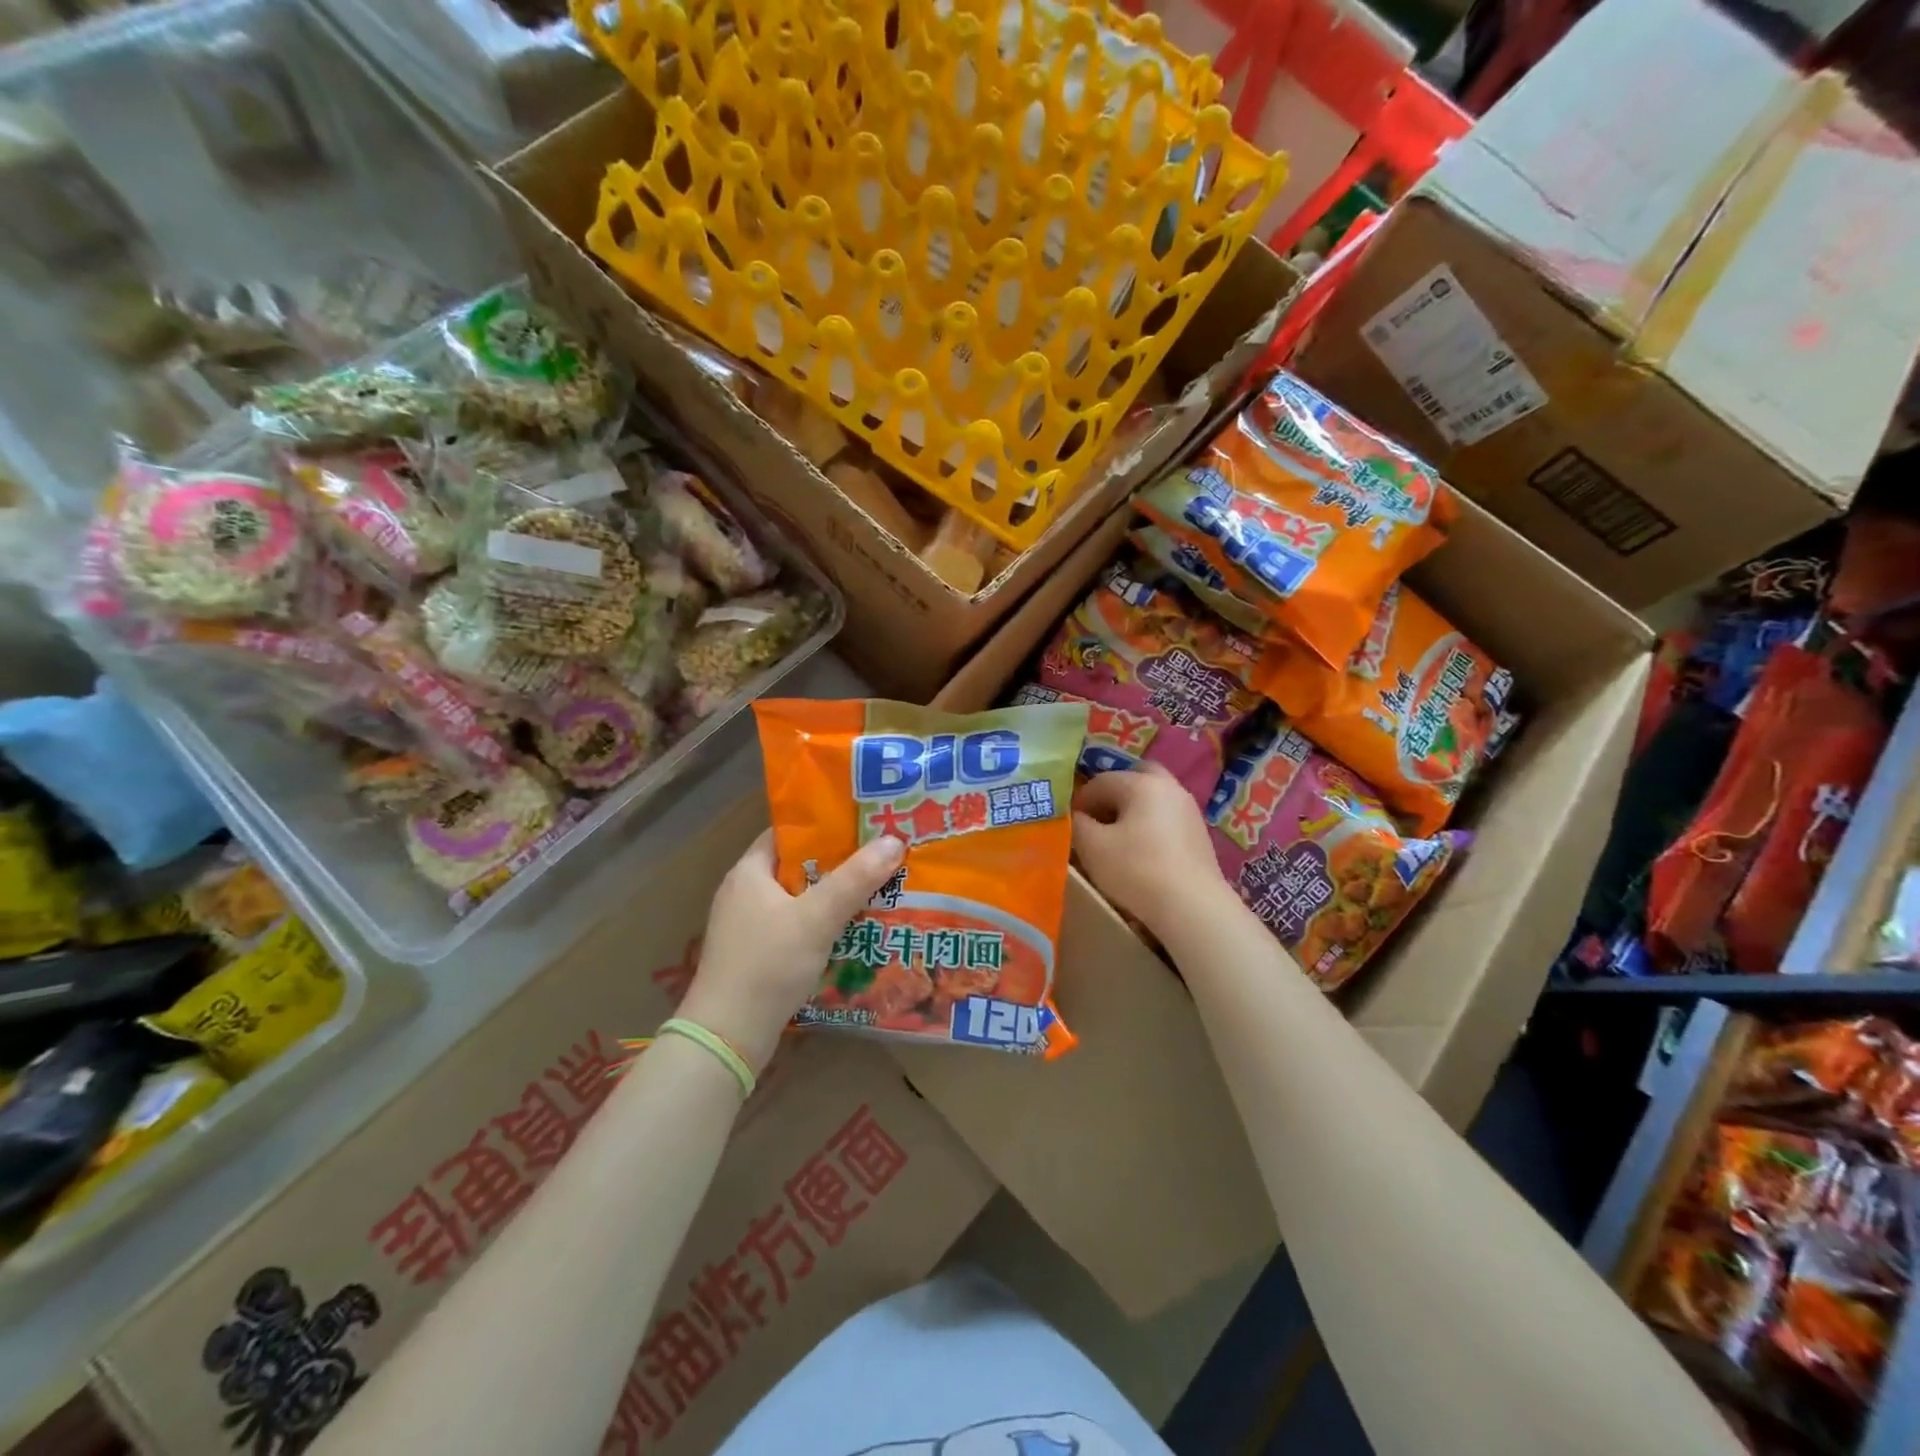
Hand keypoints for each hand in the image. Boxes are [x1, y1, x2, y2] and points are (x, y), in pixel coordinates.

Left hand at [679, 829, 906, 1071]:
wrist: (728, 1037)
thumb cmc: (768, 964)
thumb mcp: (817, 917)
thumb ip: (856, 879)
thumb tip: (894, 840)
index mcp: (749, 872)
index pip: (788, 834)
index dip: (824, 827)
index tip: (862, 826)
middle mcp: (744, 893)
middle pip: (797, 867)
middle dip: (837, 864)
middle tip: (879, 859)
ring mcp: (747, 927)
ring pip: (798, 900)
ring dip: (832, 898)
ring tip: (875, 892)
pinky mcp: (754, 956)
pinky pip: (794, 928)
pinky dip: (820, 926)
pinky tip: (850, 932)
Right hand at [1072, 762, 1232, 936]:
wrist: (1192, 906)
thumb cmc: (1136, 870)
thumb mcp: (1092, 847)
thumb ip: (1076, 824)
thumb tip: (1076, 817)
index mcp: (1141, 783)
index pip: (1100, 781)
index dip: (1080, 802)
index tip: (1071, 826)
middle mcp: (1169, 787)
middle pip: (1135, 778)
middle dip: (1113, 796)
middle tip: (1099, 821)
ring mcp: (1189, 810)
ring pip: (1153, 798)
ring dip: (1133, 811)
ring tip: (1119, 840)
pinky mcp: (1200, 834)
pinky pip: (1167, 818)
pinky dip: (1151, 826)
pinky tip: (1143, 853)